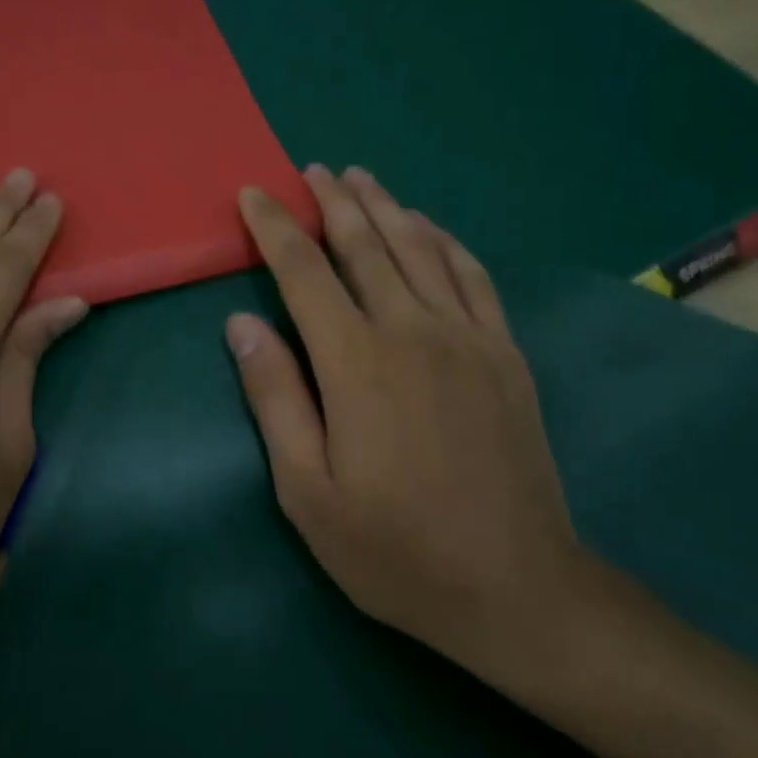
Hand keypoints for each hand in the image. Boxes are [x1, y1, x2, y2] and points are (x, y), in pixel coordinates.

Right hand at [228, 165, 590, 685]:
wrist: (515, 587)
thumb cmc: (394, 550)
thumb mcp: (307, 491)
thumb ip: (275, 398)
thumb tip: (241, 324)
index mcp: (357, 364)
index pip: (305, 273)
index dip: (275, 229)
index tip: (254, 195)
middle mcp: (414, 332)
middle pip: (366, 245)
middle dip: (333, 202)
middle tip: (310, 170)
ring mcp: (469, 339)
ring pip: (421, 249)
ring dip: (386, 207)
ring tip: (361, 178)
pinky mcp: (506, 355)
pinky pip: (474, 277)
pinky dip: (446, 241)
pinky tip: (429, 227)